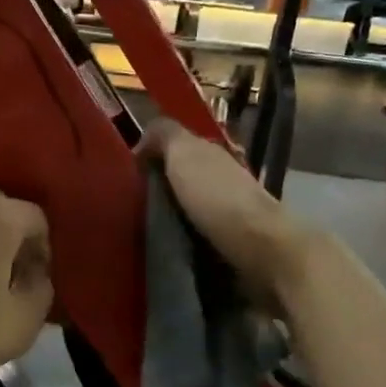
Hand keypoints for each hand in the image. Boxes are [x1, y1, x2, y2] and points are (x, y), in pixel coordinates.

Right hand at [140, 118, 312, 312]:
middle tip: (127, 204)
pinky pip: (198, 235)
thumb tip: (143, 139)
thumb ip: (164, 135)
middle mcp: (223, 178)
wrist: (260, 250)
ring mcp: (230, 213)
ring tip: (141, 230)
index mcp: (212, 153)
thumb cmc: (218, 198)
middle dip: (160, 188)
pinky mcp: (231, 244)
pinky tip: (166, 246)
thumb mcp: (184, 154)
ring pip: (190, 207)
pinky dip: (183, 237)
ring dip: (170, 215)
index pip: (178, 147)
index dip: (152, 156)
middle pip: (184, 178)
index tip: (125, 175)